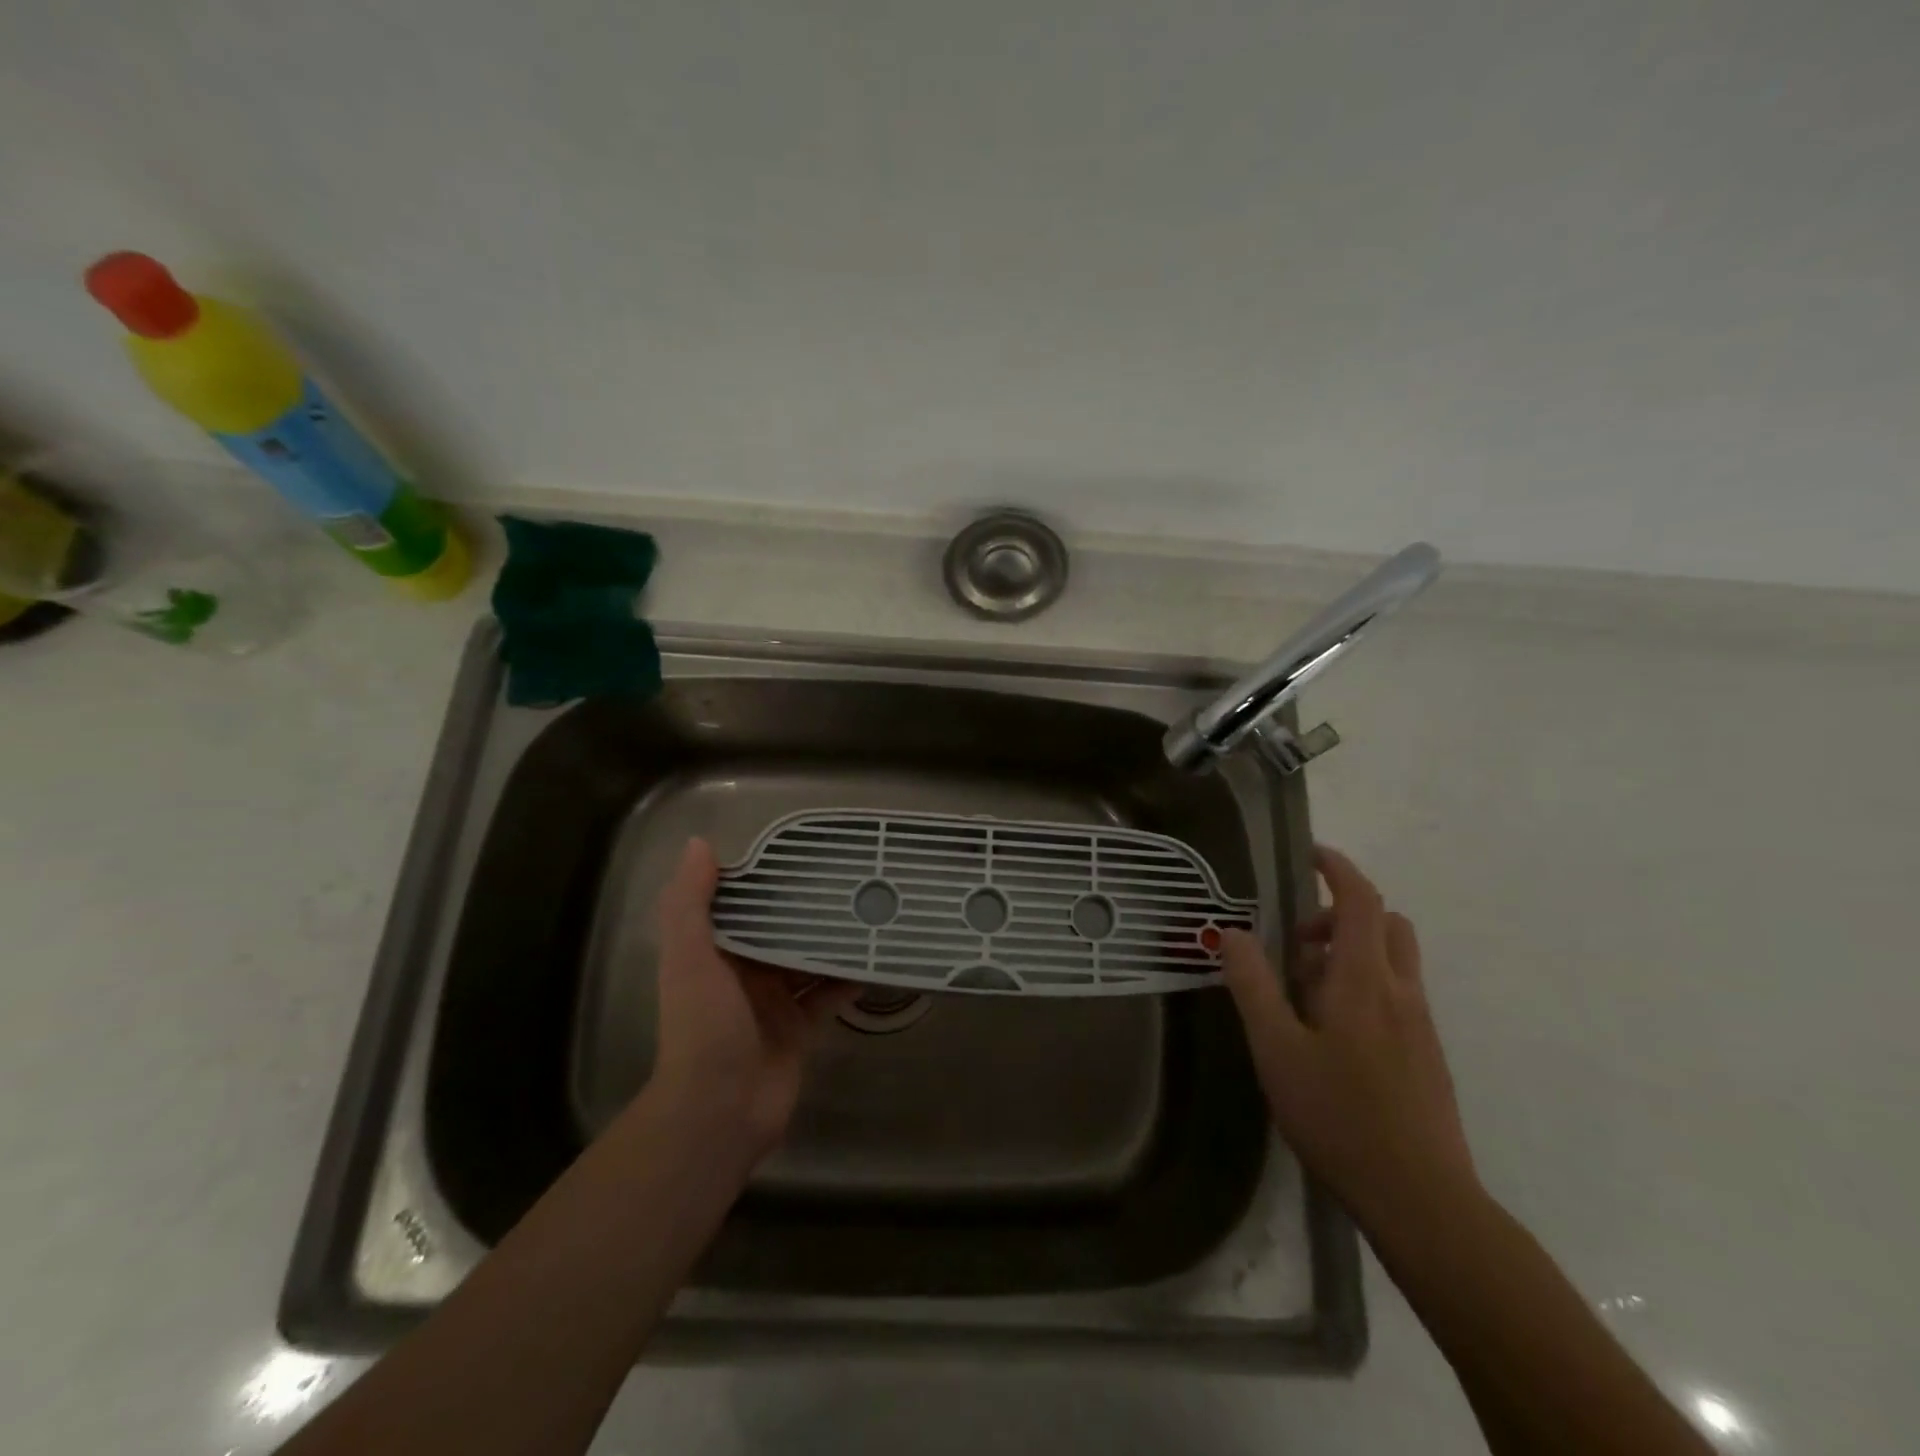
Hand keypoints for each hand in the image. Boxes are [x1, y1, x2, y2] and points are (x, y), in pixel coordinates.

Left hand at [651, 838, 856, 1158]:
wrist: (719, 1111)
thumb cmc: (703, 1027)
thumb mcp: (689, 958)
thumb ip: (690, 903)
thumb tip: (699, 844)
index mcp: (714, 953)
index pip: (742, 905)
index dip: (766, 879)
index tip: (802, 853)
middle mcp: (744, 973)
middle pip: (779, 930)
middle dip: (807, 907)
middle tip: (849, 878)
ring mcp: (774, 1002)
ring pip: (808, 960)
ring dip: (832, 940)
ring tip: (868, 909)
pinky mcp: (800, 1028)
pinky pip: (828, 995)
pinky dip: (848, 978)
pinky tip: (876, 958)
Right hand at [1220, 845, 1477, 1231]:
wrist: (1422, 1200)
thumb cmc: (1339, 1117)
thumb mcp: (1276, 1049)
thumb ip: (1253, 985)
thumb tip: (1231, 932)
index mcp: (1364, 981)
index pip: (1361, 901)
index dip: (1338, 869)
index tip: (1310, 855)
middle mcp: (1401, 992)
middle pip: (1385, 924)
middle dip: (1340, 914)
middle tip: (1296, 942)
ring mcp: (1421, 1026)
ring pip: (1392, 961)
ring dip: (1350, 952)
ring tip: (1304, 993)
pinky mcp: (1427, 1056)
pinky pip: (1396, 995)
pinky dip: (1363, 986)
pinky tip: (1331, 1035)